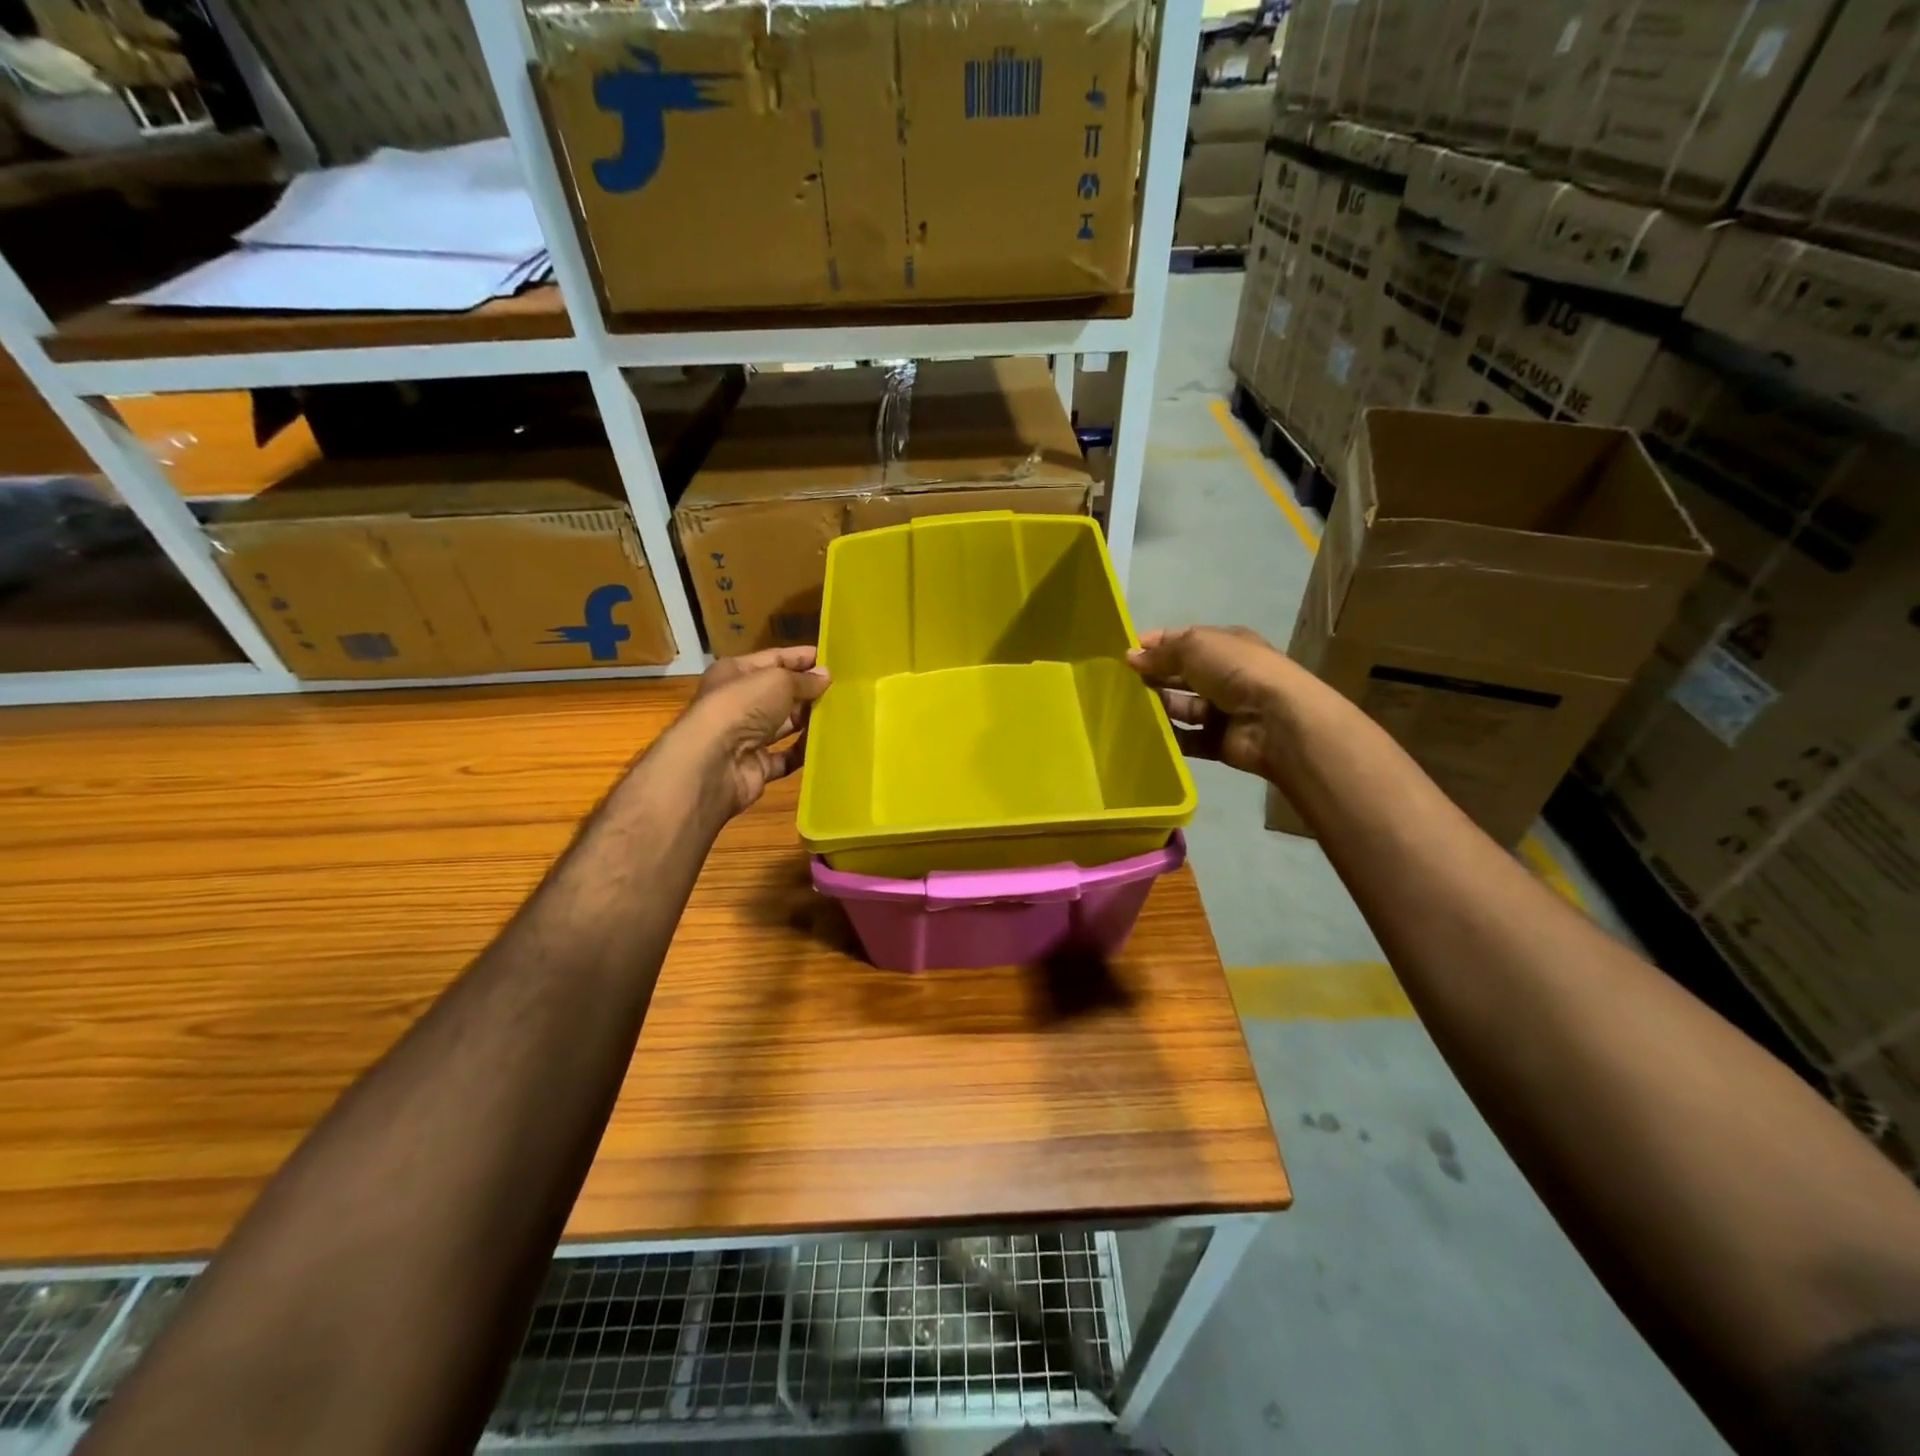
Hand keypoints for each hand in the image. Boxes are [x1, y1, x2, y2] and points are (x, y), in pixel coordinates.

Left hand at [674, 647, 830, 816]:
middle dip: (809, 691)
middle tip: (844, 691)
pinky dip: (803, 753)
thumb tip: (826, 676)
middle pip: (780, 694)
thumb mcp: (777, 681)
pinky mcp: (755, 767)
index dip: (802, 659)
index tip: (834, 661)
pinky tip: (827, 746)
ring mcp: (746, 737)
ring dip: (809, 721)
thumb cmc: (741, 707)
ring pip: (784, 726)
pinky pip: (785, 757)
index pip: (774, 659)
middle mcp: (738, 703)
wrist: (712, 764)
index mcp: (735, 673)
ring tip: (842, 716)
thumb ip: (804, 679)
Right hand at [1127, 626, 1299, 782]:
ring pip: (1182, 707)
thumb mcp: (1195, 647)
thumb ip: (1161, 653)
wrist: (1277, 721)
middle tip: (1119, 682)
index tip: (1124, 653)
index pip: (1184, 640)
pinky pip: (1187, 739)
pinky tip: (1144, 734)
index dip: (1155, 644)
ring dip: (1158, 706)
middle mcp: (1225, 675)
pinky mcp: (1219, 742)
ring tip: (1126, 708)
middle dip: (1153, 676)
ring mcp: (1223, 710)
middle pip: (1181, 674)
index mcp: (1225, 645)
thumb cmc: (1237, 671)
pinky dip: (1169, 737)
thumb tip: (1131, 656)